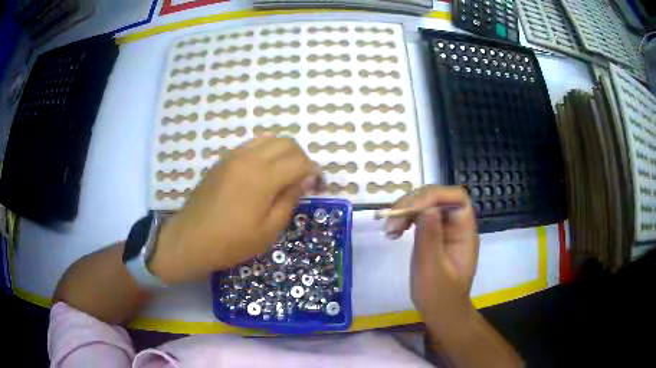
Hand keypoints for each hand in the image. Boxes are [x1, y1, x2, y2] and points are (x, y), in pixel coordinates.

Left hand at [150, 137, 322, 283]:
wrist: (191, 239)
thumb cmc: (231, 242)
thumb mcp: (268, 231)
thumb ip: (289, 201)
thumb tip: (303, 181)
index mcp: (262, 178)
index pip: (299, 161)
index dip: (313, 171)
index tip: (317, 185)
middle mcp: (249, 158)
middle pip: (286, 143)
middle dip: (301, 157)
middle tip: (302, 179)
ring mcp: (233, 156)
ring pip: (268, 139)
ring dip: (283, 152)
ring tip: (284, 173)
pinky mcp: (222, 160)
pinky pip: (251, 145)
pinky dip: (265, 151)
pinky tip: (263, 171)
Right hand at [385, 186, 479, 325]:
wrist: (441, 312)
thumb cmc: (439, 296)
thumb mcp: (432, 270)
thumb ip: (430, 238)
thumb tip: (426, 208)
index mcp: (465, 232)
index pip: (456, 198)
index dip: (434, 196)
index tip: (410, 210)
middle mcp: (456, 225)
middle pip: (437, 198)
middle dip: (413, 204)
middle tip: (392, 222)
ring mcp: (444, 229)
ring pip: (425, 205)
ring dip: (405, 211)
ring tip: (389, 229)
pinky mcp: (433, 235)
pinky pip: (419, 218)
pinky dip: (404, 220)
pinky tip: (393, 232)